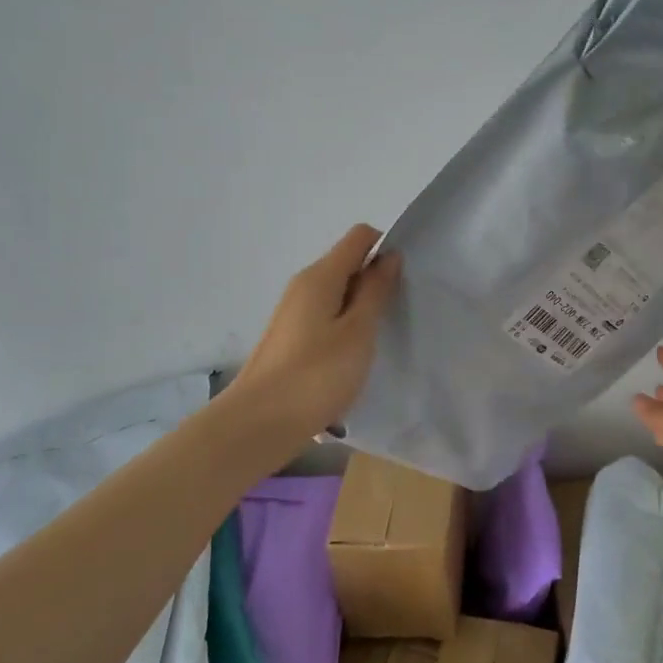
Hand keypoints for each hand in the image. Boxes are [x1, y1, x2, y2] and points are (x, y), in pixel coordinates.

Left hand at [228, 225, 401, 441]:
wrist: (258, 425)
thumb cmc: (315, 376)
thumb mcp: (358, 332)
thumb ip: (376, 291)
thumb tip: (389, 257)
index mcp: (320, 276)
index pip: (360, 237)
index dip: (386, 248)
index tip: (404, 281)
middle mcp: (303, 286)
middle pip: (348, 264)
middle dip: (377, 281)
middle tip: (398, 313)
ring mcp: (294, 313)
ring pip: (338, 294)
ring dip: (362, 308)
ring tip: (379, 340)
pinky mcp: (291, 339)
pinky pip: (327, 318)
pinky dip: (346, 328)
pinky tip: (355, 358)